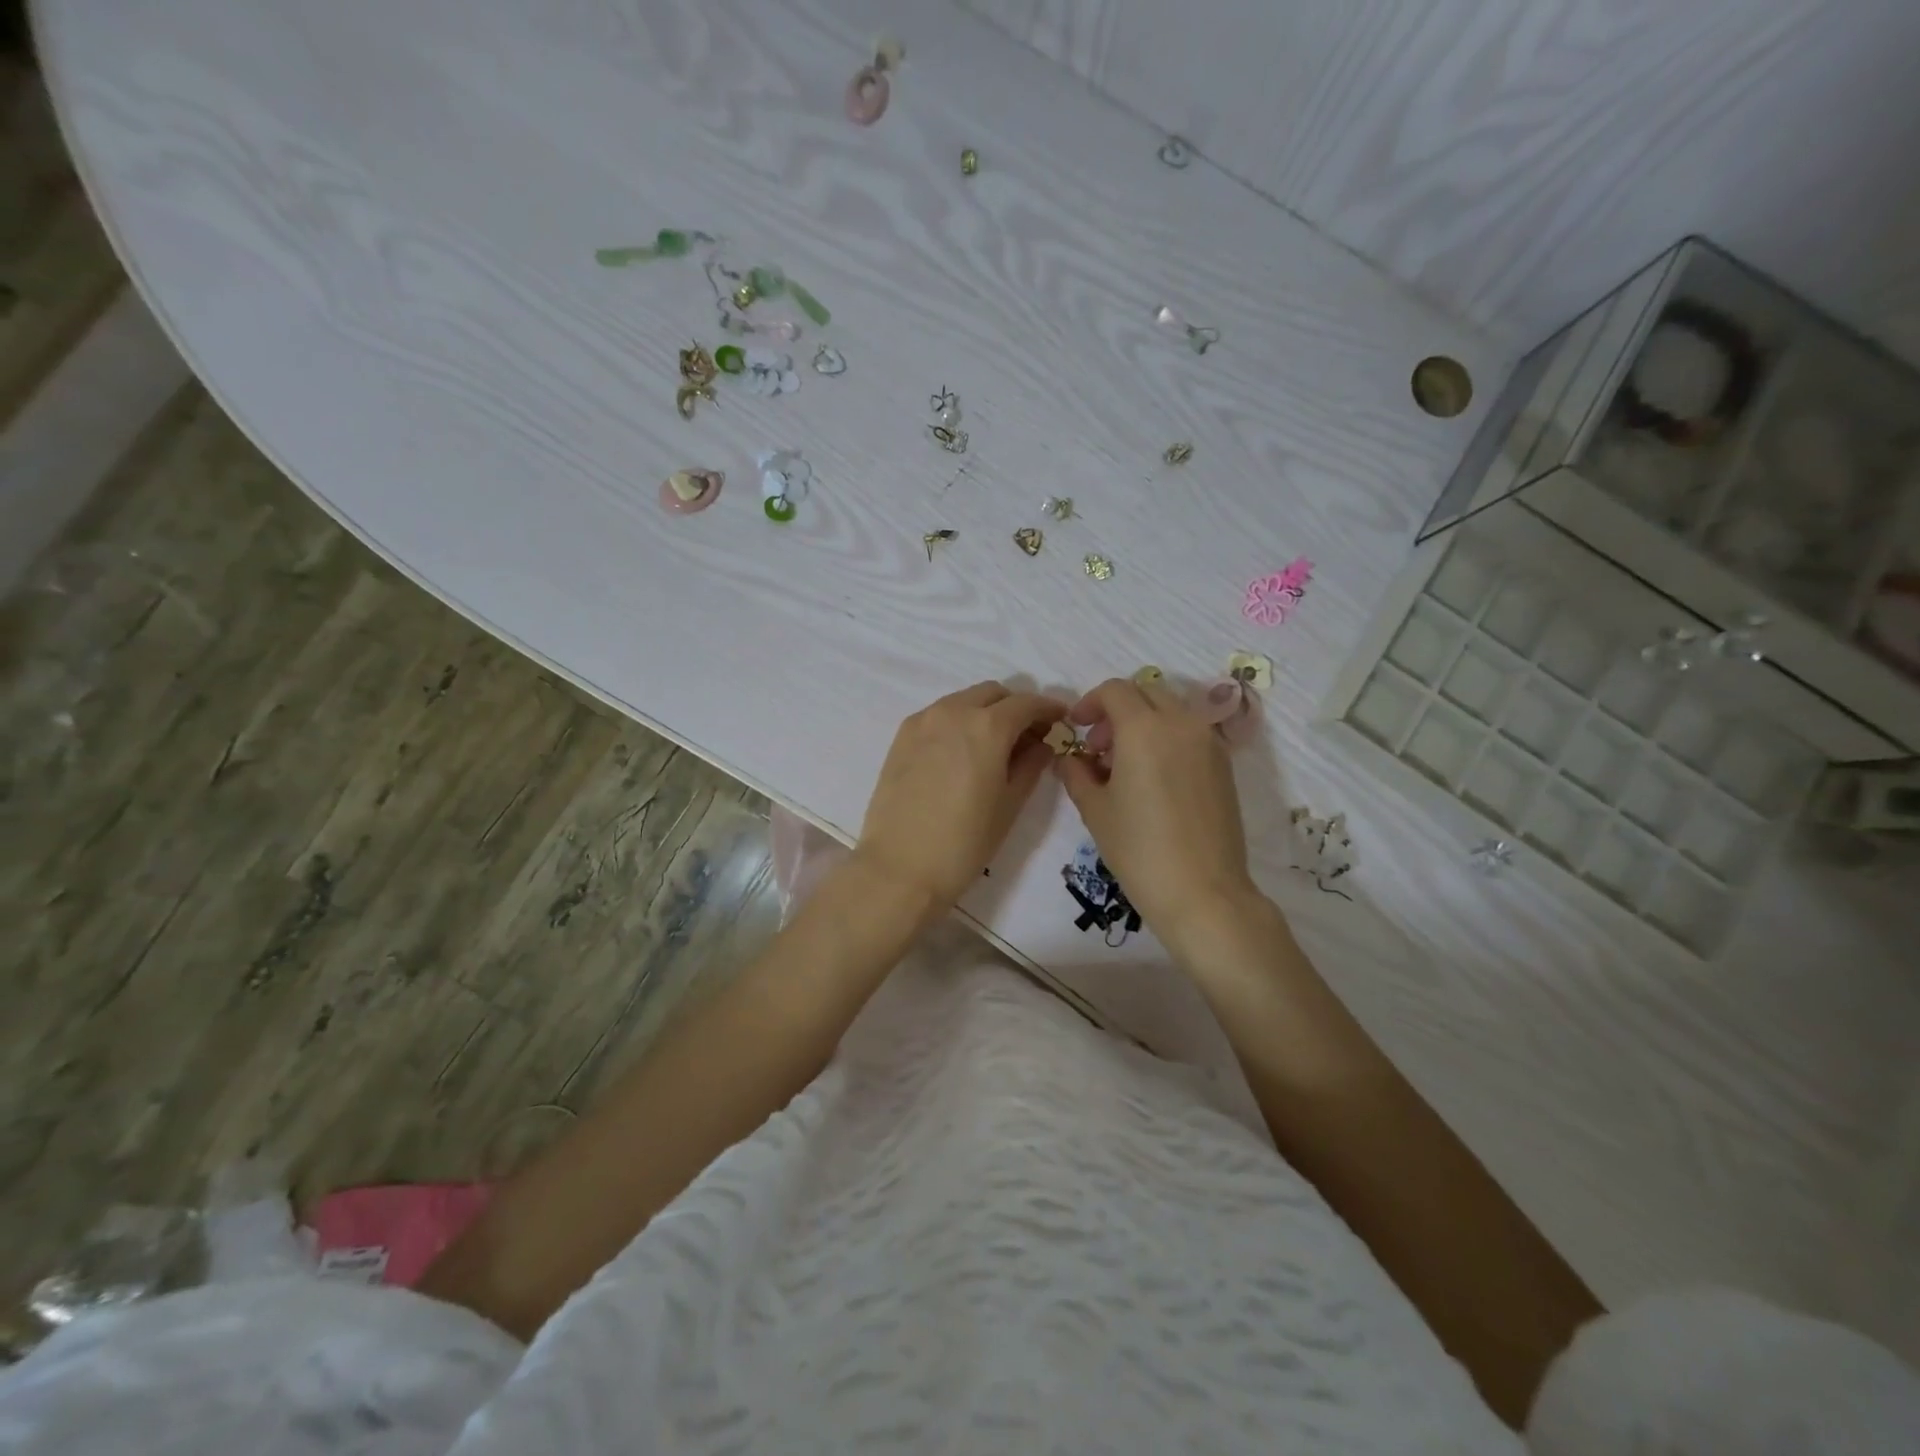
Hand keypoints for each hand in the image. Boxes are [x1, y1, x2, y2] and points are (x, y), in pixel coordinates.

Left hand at [856, 681, 1066, 913]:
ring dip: (985, 712)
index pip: (1026, 704)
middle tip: (1028, 736)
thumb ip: (1031, 765)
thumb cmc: (964, 841)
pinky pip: (939, 715)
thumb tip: (1042, 744)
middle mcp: (954, 711)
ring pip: (963, 700)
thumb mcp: (1010, 804)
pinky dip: (958, 722)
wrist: (900, 867)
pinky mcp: (902, 736)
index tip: (1060, 719)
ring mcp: (923, 721)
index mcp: (987, 726)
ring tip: (994, 745)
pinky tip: (962, 752)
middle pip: (993, 694)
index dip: (1048, 709)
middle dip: (1015, 707)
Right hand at [1053, 676, 1257, 946]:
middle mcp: (1181, 723)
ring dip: (1143, 722)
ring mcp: (1208, 742)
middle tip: (1097, 747)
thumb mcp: (1095, 810)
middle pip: (1145, 692)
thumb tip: (1070, 759)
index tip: (1075, 728)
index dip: (1089, 703)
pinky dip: (1166, 738)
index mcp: (1144, 728)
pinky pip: (1189, 732)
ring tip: (1124, 765)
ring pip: (1170, 710)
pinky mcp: (1224, 764)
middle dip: (1116, 710)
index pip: (1115, 690)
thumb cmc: (1139, 850)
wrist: (1203, 891)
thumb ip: (1076, 773)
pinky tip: (1152, 779)